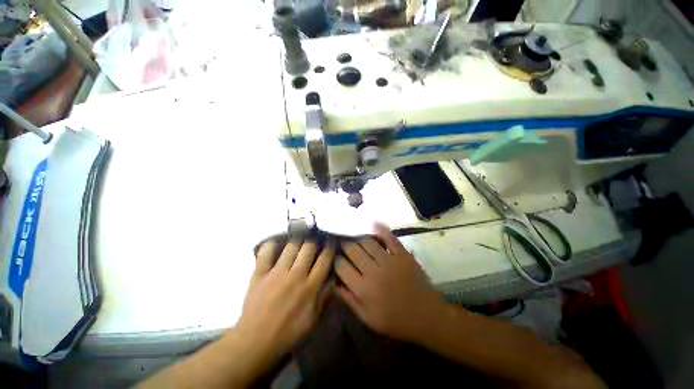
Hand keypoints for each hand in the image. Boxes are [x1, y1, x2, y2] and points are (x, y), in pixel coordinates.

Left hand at [235, 238, 335, 355]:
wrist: (255, 343)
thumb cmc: (288, 333)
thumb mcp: (314, 320)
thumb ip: (325, 297)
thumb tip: (335, 278)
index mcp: (310, 287)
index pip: (324, 260)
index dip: (330, 247)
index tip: (332, 240)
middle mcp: (295, 275)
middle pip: (309, 247)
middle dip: (315, 239)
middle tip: (316, 236)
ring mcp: (276, 273)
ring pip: (291, 246)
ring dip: (298, 238)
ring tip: (301, 234)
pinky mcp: (260, 274)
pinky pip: (265, 253)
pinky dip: (271, 244)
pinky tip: (276, 241)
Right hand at [335, 224, 444, 341]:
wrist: (426, 317)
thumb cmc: (395, 321)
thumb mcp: (368, 318)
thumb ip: (349, 300)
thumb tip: (333, 283)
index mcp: (363, 289)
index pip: (342, 267)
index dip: (336, 260)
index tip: (336, 257)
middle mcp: (373, 272)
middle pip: (353, 250)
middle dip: (345, 244)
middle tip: (343, 243)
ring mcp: (389, 261)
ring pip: (367, 242)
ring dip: (358, 237)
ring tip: (354, 235)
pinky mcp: (402, 255)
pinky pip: (389, 238)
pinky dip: (380, 229)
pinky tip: (373, 223)